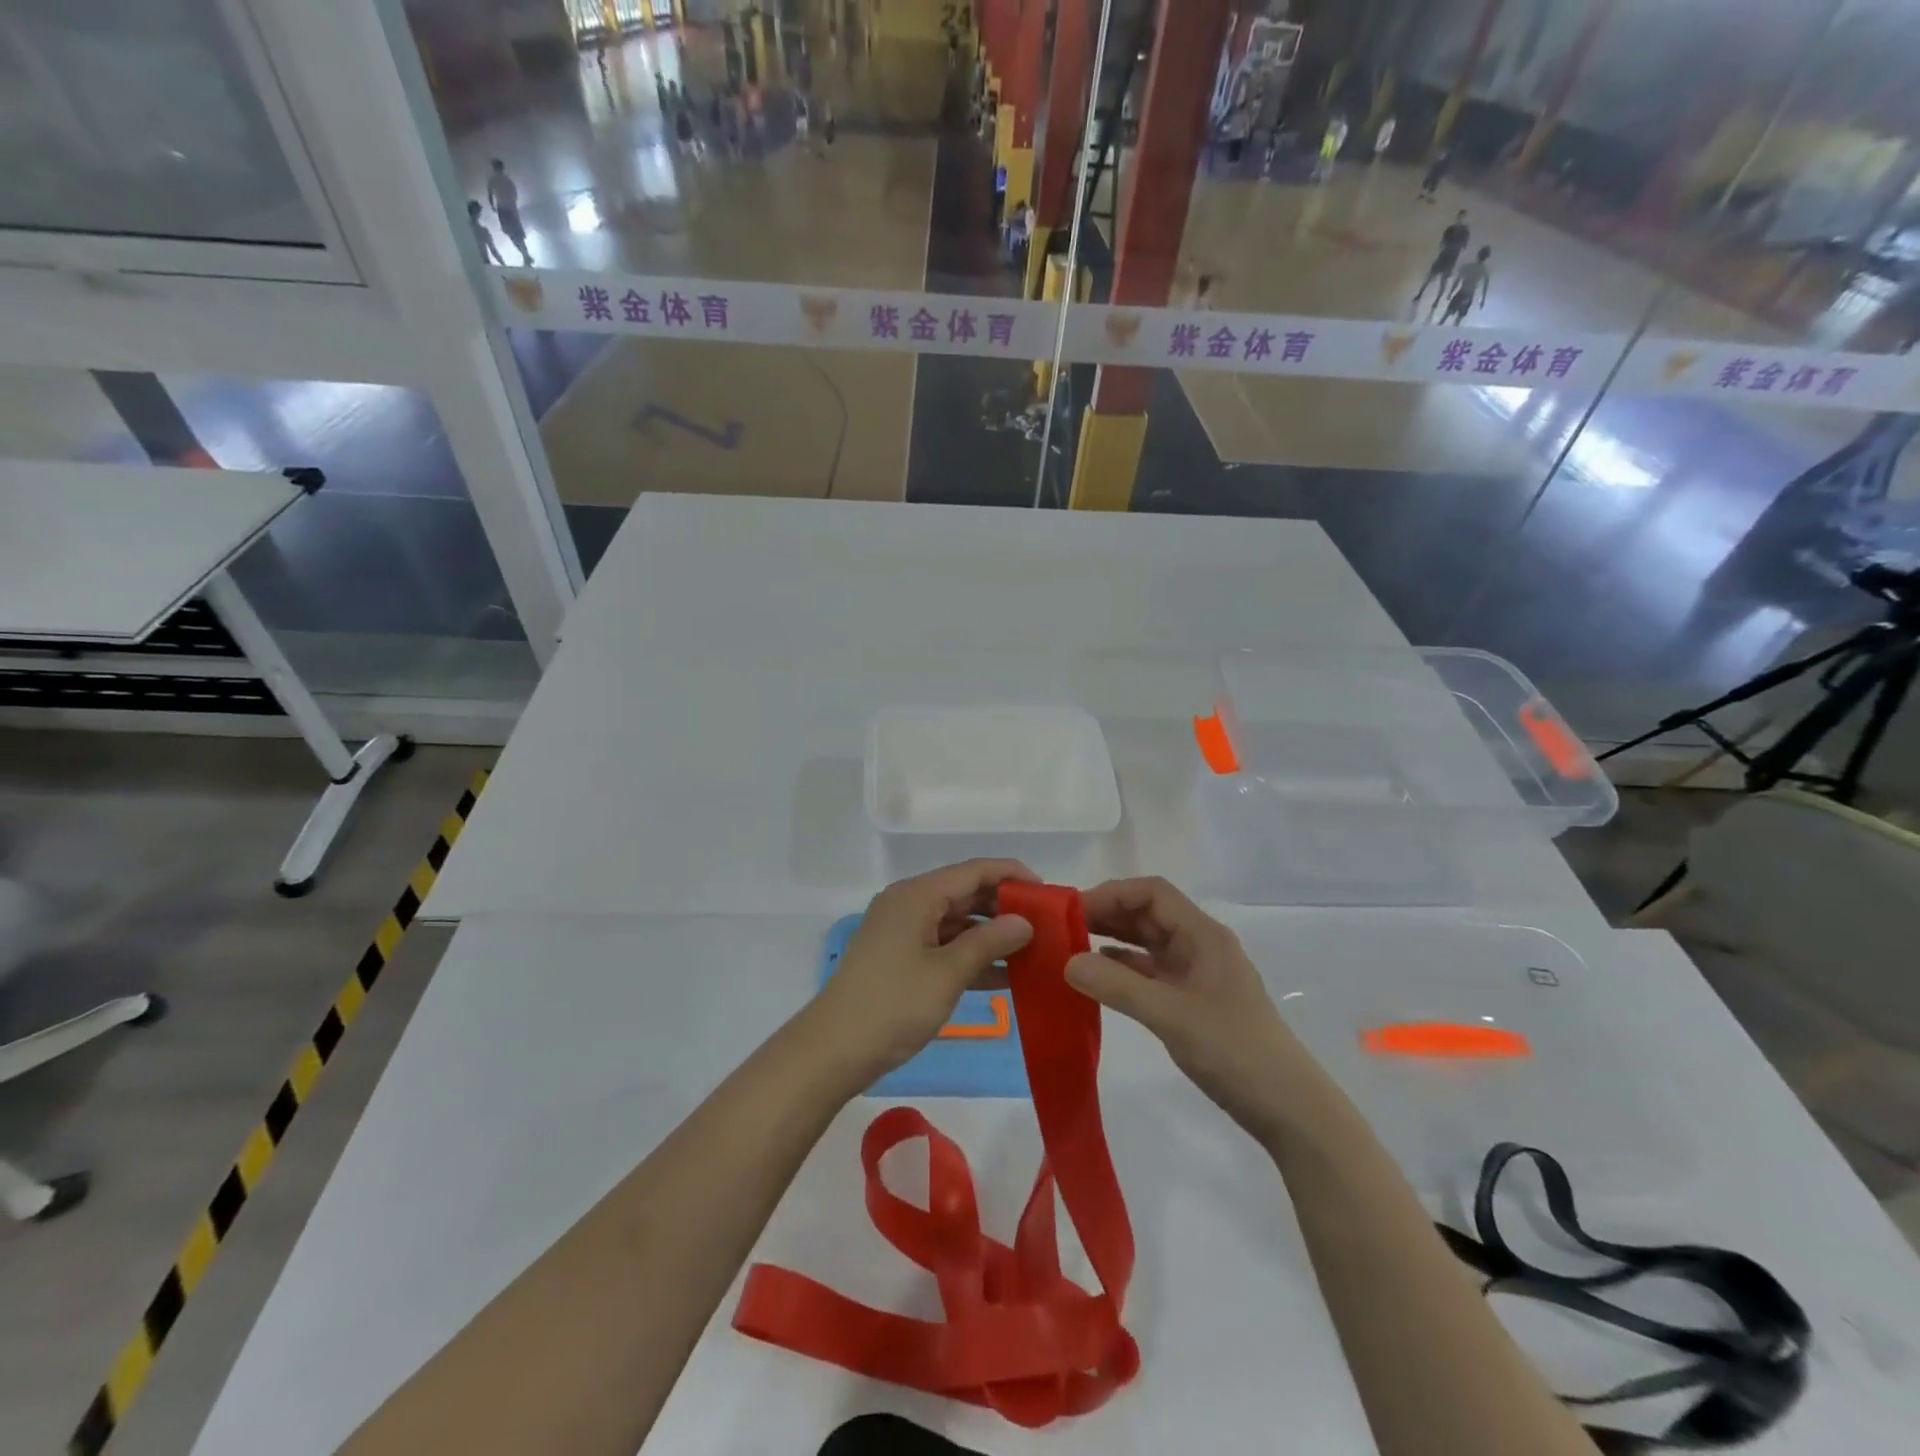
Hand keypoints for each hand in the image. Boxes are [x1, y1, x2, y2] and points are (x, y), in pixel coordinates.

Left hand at [811, 860, 1036, 1085]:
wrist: (833, 1051)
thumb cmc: (892, 1005)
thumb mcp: (947, 973)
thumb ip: (989, 942)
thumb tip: (1024, 921)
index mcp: (917, 895)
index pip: (974, 871)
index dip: (1012, 876)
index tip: (1048, 892)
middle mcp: (909, 904)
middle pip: (965, 894)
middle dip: (1005, 908)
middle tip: (1047, 925)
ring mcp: (903, 932)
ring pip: (957, 923)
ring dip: (991, 936)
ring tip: (1034, 951)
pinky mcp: (901, 958)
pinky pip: (944, 947)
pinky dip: (972, 957)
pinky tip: (1006, 977)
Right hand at [1066, 877, 1304, 1142]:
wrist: (1289, 1108)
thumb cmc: (1234, 1051)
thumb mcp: (1171, 1016)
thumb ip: (1118, 986)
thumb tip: (1067, 962)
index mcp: (1203, 935)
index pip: (1152, 893)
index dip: (1112, 894)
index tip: (1073, 911)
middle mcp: (1200, 945)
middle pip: (1148, 913)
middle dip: (1107, 914)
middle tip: (1062, 928)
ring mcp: (1198, 973)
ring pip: (1149, 942)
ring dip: (1113, 939)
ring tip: (1071, 947)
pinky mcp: (1193, 1000)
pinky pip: (1152, 971)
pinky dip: (1124, 967)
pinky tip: (1099, 976)